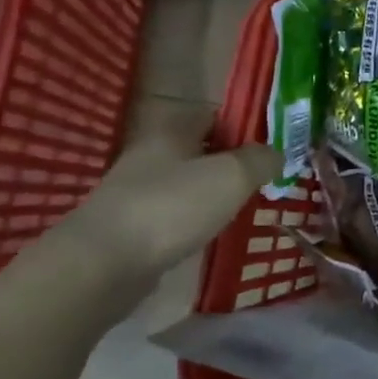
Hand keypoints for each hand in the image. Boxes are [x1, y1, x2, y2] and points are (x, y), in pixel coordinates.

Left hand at [57, 114, 278, 282]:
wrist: (102, 264)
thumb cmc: (172, 207)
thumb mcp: (231, 176)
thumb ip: (260, 160)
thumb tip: (275, 154)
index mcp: (172, 129)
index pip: (215, 114)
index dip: (244, 127)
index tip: (270, 149)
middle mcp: (151, 153)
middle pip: (201, 149)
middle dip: (231, 164)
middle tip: (262, 182)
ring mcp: (136, 190)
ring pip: (186, 183)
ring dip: (212, 194)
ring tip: (241, 211)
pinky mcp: (130, 226)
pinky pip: (172, 214)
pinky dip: (193, 221)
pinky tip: (208, 235)